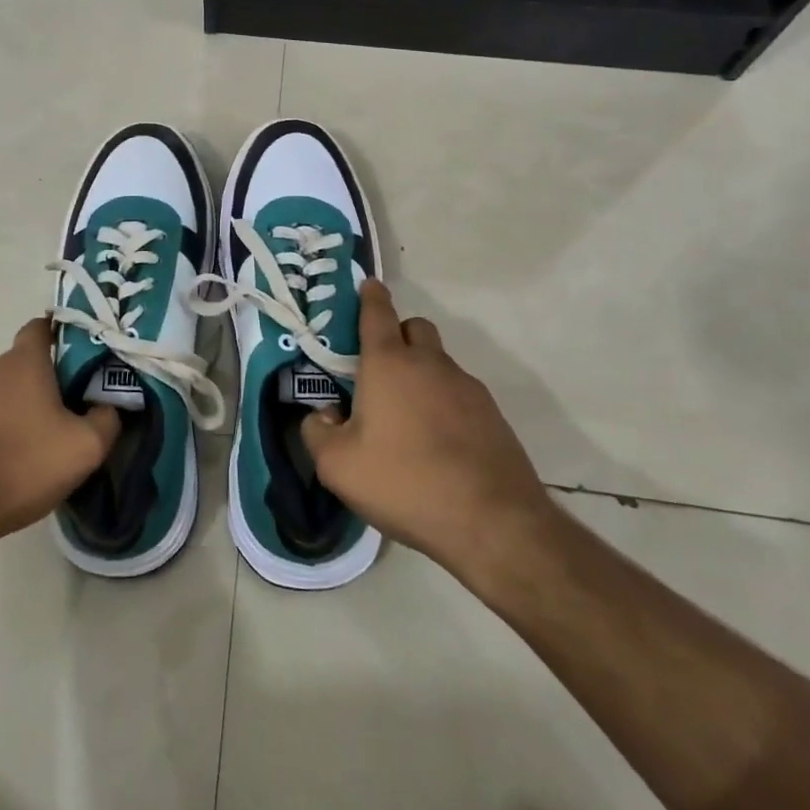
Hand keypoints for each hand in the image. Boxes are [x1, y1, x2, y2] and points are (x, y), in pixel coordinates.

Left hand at [0, 318, 119, 557]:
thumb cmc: (19, 468)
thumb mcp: (83, 450)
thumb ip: (106, 420)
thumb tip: (109, 406)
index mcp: (22, 364)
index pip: (40, 329)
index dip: (56, 339)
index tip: (68, 363)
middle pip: (13, 368)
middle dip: (29, 389)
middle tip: (44, 426)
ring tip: (7, 454)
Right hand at [301, 280, 553, 583]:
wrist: (493, 523)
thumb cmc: (404, 482)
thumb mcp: (338, 466)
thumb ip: (316, 432)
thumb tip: (323, 416)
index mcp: (388, 363)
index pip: (377, 313)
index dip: (370, 296)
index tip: (368, 286)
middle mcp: (430, 364)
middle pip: (415, 328)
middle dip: (397, 335)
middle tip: (379, 370)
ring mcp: (467, 388)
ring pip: (439, 362)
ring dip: (421, 374)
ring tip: (407, 419)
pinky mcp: (493, 416)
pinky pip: (460, 394)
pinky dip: (444, 404)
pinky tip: (437, 444)